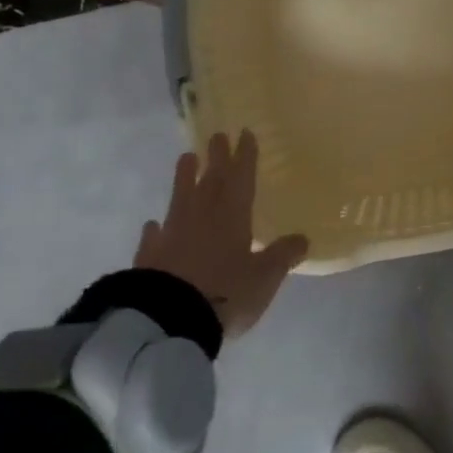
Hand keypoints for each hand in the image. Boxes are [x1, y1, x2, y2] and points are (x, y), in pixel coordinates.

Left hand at [133, 131, 308, 336]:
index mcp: (233, 216)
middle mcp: (202, 217)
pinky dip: (157, 228)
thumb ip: (283, 255)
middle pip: (211, 180)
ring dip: (184, 177)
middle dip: (216, 157)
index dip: (245, 156)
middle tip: (217, 136)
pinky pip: (155, 235)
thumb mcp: (265, 277)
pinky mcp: (149, 257)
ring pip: (181, 197)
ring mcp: (173, 234)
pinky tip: (154, 224)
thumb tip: (303, 238)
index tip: (245, 133)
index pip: (241, 178)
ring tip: (186, 158)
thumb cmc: (226, 292)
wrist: (168, 319)